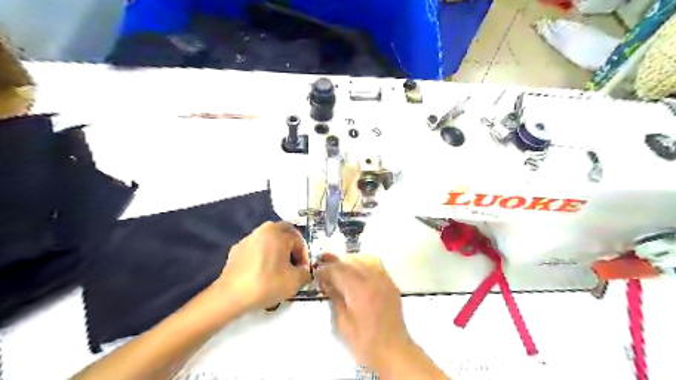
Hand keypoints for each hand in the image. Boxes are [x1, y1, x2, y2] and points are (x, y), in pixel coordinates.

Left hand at [216, 222, 311, 312]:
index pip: (299, 240)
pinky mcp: (237, 250)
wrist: (231, 296)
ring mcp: (248, 239)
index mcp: (278, 232)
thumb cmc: (266, 284)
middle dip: (291, 249)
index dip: (304, 256)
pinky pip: (256, 249)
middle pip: (284, 235)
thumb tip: (303, 271)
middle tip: (293, 266)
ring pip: (269, 241)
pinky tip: (262, 273)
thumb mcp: (295, 281)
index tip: (302, 271)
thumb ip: (305, 273)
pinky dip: (263, 256)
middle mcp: (263, 230)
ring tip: (278, 270)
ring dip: (277, 251)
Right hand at [316, 256, 411, 370]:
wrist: (393, 351)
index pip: (338, 270)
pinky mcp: (391, 283)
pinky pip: (376, 264)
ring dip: (350, 260)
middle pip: (351, 261)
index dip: (325, 269)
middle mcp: (373, 280)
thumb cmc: (364, 342)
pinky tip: (357, 272)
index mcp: (359, 291)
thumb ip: (334, 298)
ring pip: (365, 258)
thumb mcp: (342, 323)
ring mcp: (384, 279)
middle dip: (335, 261)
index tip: (316, 272)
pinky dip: (364, 263)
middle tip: (324, 263)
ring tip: (341, 266)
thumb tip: (326, 282)